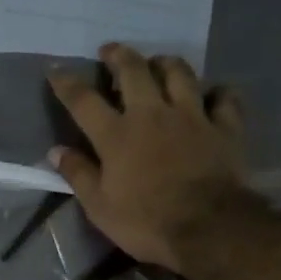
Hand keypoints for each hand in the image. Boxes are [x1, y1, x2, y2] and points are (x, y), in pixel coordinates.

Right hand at [48, 42, 255, 273]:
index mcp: (116, 135)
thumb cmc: (146, 222)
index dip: (66, 82)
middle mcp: (152, 114)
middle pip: (134, 71)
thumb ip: (78, 174)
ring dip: (166, 63)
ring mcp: (192, 117)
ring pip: (180, 74)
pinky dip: (218, 92)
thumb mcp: (99, 206)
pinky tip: (214, 94)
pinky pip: (225, 99)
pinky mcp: (225, 128)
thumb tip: (55, 151)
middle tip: (110, 50)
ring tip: (158, 62)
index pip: (84, 100)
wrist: (209, 229)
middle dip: (119, 55)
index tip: (55, 68)